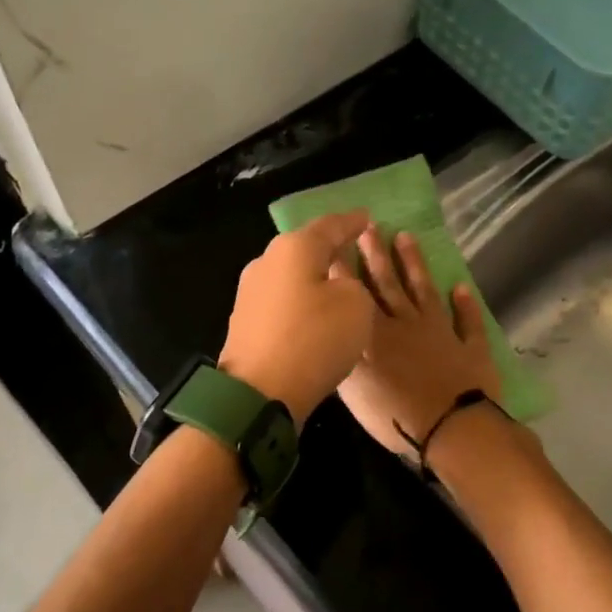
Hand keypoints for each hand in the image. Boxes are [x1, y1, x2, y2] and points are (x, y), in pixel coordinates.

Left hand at [218, 211, 375, 423]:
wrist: (259, 393)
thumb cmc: (314, 340)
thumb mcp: (356, 306)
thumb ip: (353, 284)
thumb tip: (335, 286)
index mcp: (294, 248)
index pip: (330, 225)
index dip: (352, 222)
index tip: (367, 218)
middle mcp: (266, 261)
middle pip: (305, 248)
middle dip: (329, 249)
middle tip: (353, 250)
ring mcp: (249, 293)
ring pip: (291, 276)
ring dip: (313, 279)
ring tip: (336, 284)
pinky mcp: (244, 322)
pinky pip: (282, 302)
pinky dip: (300, 303)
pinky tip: (313, 314)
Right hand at [339, 227, 501, 458]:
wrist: (452, 428)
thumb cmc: (396, 415)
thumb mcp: (355, 391)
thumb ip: (345, 356)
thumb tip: (336, 329)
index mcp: (377, 334)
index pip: (357, 295)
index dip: (347, 268)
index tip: (339, 241)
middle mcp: (407, 325)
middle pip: (390, 284)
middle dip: (377, 255)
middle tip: (370, 226)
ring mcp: (441, 333)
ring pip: (424, 291)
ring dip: (415, 265)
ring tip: (406, 237)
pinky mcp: (470, 348)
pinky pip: (467, 322)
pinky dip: (465, 305)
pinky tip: (461, 287)